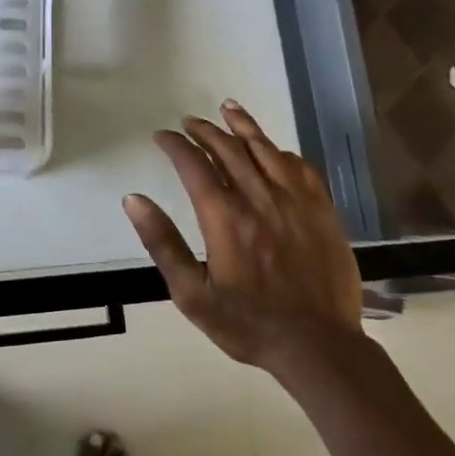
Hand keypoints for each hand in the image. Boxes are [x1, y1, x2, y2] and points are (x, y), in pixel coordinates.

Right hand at [123, 100, 363, 378]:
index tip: (161, 136)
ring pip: (265, 149)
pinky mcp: (321, 210)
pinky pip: (300, 167)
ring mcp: (295, 201)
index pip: (193, 164)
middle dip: (204, 130)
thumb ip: (162, 243)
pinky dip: (280, 151)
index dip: (175, 145)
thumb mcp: (191, 294)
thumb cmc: (248, 323)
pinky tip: (273, 148)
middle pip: (228, 149)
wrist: (319, 346)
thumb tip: (133, 199)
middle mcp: (259, 198)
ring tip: (228, 109)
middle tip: (188, 122)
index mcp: (225, 217)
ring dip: (243, 126)